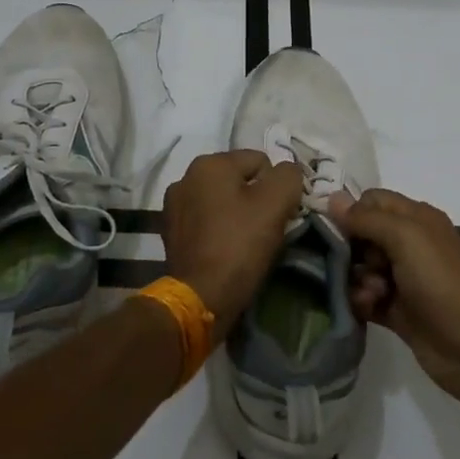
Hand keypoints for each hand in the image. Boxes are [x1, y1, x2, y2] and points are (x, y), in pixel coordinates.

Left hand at [161, 150, 304, 328]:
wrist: (201, 297)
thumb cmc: (239, 245)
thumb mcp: (275, 204)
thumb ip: (288, 176)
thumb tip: (288, 171)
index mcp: (209, 163)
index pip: (260, 161)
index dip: (277, 186)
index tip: (280, 214)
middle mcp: (186, 177)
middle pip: (239, 180)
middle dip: (256, 199)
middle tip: (266, 228)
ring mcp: (174, 205)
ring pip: (222, 201)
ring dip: (236, 214)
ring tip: (246, 241)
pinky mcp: (171, 232)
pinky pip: (207, 220)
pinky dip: (219, 229)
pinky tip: (227, 250)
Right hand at [329, 189, 459, 395]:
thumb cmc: (441, 282)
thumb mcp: (405, 238)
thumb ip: (367, 218)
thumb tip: (332, 199)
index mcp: (415, 219)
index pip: (372, 201)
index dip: (351, 211)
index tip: (333, 229)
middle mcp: (409, 244)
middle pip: (362, 235)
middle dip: (349, 249)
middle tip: (350, 264)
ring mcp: (403, 279)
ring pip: (361, 268)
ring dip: (355, 278)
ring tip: (368, 293)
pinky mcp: (397, 310)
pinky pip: (366, 297)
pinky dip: (361, 301)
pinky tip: (366, 308)